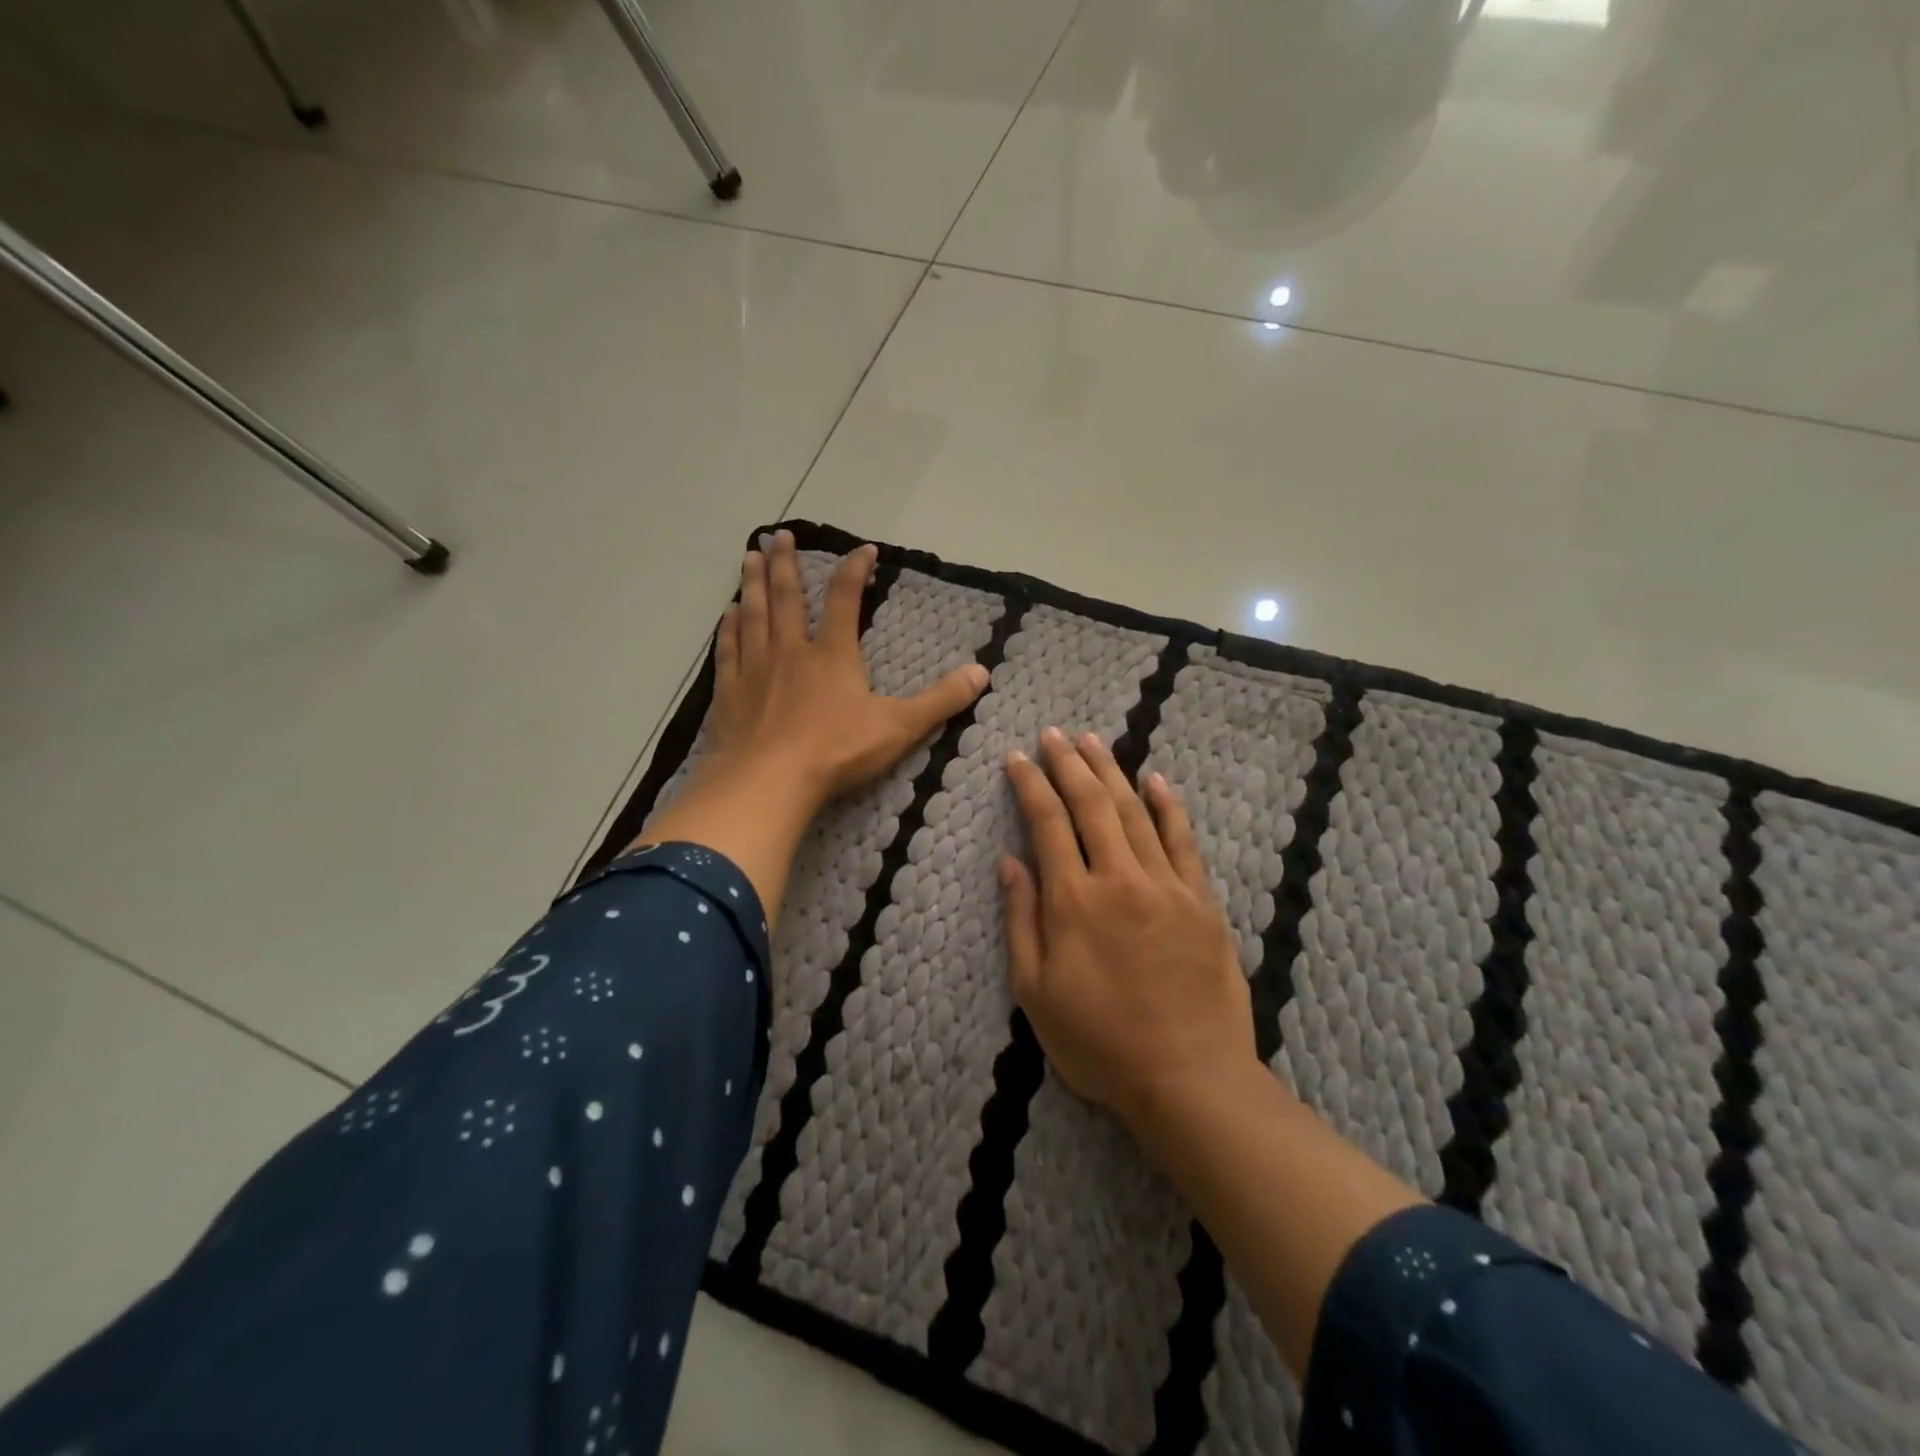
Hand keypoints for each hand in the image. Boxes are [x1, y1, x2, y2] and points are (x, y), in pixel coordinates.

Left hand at [705, 529, 987, 810]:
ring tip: (748, 556)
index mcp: (833, 655)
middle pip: (787, 597)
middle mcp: (791, 651)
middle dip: (785, 563)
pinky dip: (727, 628)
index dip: (856, 570)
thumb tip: (982, 672)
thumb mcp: (900, 727)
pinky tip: (726, 614)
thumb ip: (941, 700)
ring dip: (753, 584)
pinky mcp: (729, 693)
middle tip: (779, 535)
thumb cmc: (837, 752)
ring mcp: (755, 669)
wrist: (769, 782)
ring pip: (753, 615)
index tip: (865, 549)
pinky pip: (727, 650)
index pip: (845, 599)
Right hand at [1000, 727, 1256, 1134]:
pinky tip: (1157, 780)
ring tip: (1093, 740)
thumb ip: (1021, 920)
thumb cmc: (1099, 1043)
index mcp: (1074, 901)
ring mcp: (1167, 886)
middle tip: (1053, 734)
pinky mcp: (1202, 901)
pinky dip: (1169, 806)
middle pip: (1091, 804)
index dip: (1030, 784)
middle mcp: (1120, 879)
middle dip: (1069, 763)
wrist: (1189, 1080)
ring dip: (1112, 771)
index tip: (1017, 758)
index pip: (1047, 822)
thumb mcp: (1036, 992)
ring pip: (1135, 811)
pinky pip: (1184, 840)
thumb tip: (1010, 862)